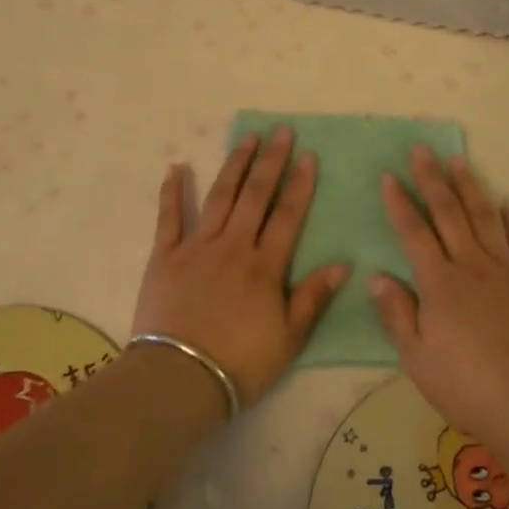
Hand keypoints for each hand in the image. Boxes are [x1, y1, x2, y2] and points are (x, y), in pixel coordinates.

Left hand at [132, 126, 349, 408]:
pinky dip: (172, 191)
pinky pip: (169, 217)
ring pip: (220, 196)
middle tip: (280, 131)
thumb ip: (313, 297)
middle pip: (256, 195)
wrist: (180, 378)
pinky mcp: (165, 256)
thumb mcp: (289, 339)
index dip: (299, 184)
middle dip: (271, 161)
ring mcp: (197, 247)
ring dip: (235, 165)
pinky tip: (177, 167)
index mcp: (265, 265)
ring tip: (247, 138)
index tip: (308, 154)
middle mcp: (233, 246)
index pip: (287, 215)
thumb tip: (343, 263)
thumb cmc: (240, 363)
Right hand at [370, 146, 508, 437]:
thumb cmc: (462, 384)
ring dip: (469, 187)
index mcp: (438, 282)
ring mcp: (506, 270)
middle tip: (421, 150)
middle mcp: (471, 265)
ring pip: (484, 218)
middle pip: (448, 213)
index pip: (413, 233)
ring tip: (459, 160)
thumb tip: (376, 275)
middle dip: (431, 179)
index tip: (388, 176)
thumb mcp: (415, 356)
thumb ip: (396, 312)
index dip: (399, 203)